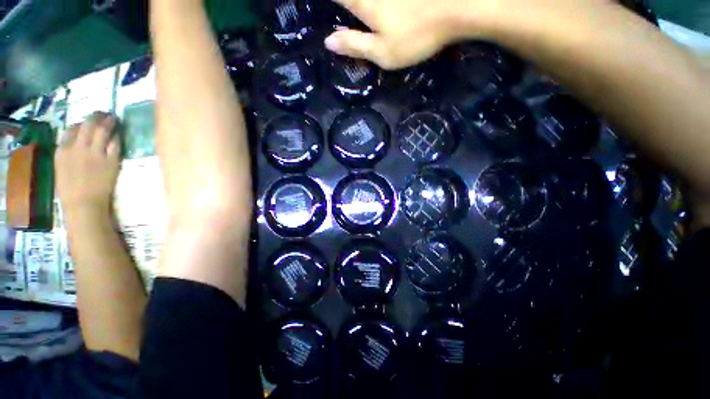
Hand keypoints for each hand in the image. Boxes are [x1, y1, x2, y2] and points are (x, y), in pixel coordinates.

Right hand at [56, 112, 120, 216]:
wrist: (84, 204)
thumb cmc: (70, 191)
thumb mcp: (61, 168)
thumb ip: (67, 153)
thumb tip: (77, 141)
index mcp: (62, 151)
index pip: (71, 129)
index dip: (81, 123)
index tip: (87, 120)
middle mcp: (77, 148)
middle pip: (87, 126)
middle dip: (96, 117)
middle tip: (104, 112)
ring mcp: (94, 154)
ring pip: (102, 131)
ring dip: (109, 122)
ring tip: (113, 117)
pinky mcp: (110, 161)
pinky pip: (114, 144)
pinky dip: (117, 137)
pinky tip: (119, 133)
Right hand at [324, 0, 610, 69]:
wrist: (459, 8)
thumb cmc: (417, 35)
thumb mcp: (383, 53)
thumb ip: (354, 45)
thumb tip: (328, 41)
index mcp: (362, 2)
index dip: (326, 4)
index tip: (325, 11)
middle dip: (344, 5)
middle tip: (345, 13)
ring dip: (358, 5)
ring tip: (366, 15)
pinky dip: (379, 3)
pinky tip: (384, 10)